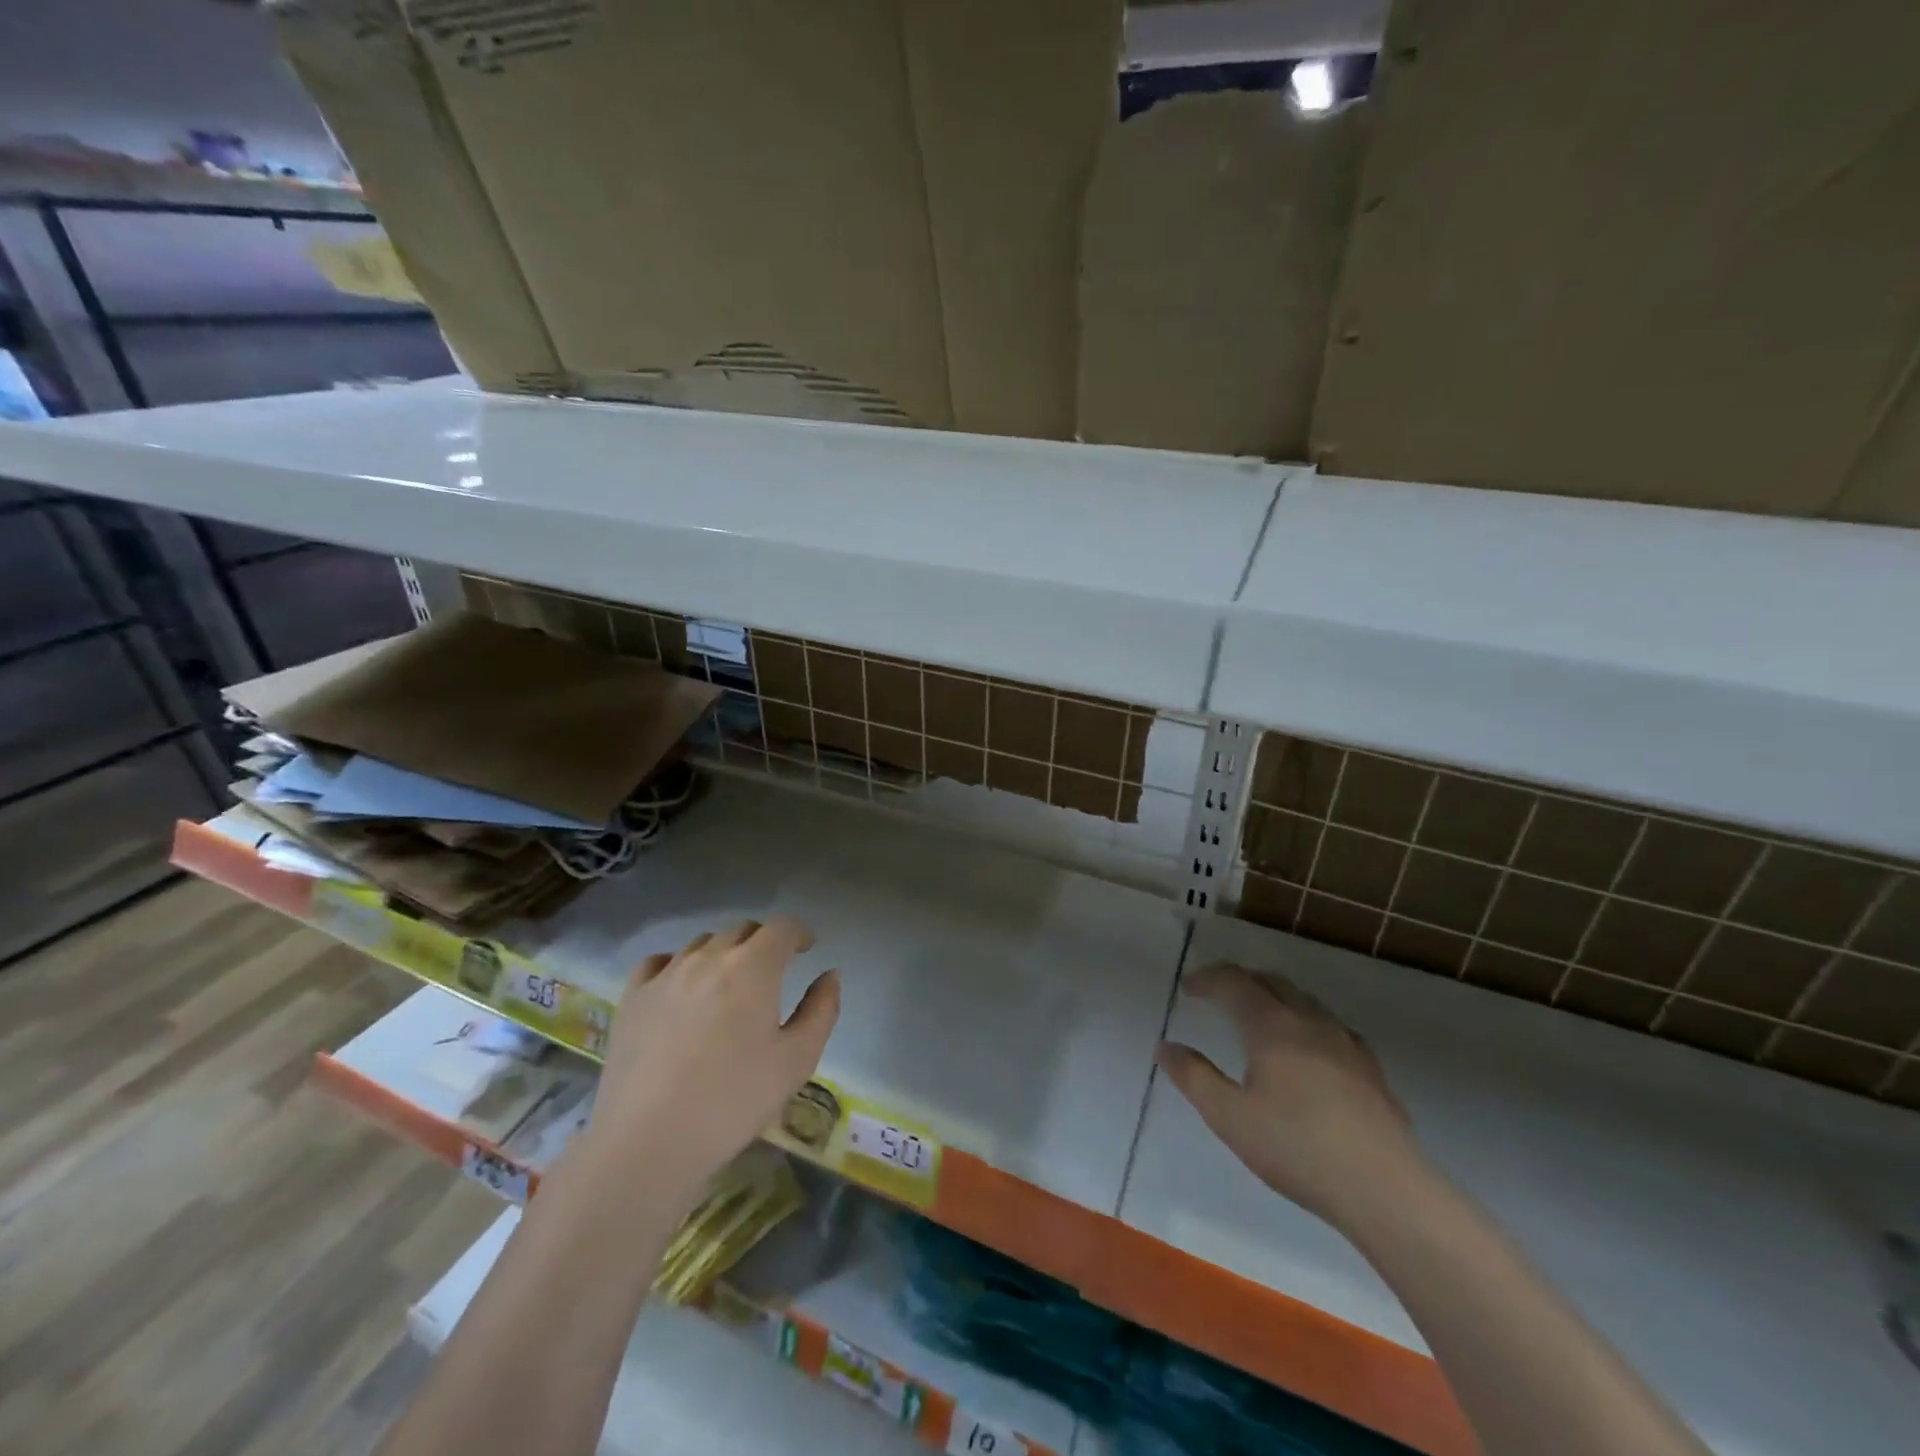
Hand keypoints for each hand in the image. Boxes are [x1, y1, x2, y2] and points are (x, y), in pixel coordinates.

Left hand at [580, 917, 839, 1202]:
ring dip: (723, 953)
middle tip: (772, 971)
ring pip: (702, 943)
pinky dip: (678, 965)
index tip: (806, 948)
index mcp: (753, 967)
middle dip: (763, 942)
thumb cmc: (733, 1101)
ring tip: (728, 985)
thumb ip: (821, 1010)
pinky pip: (659, 963)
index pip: (782, 927)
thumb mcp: (797, 1060)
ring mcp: (665, 975)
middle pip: (742, 930)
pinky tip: (682, 990)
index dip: (798, 932)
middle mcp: (708, 958)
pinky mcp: (632, 998)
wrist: (647, 1143)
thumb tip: (830, 975)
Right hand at [1156, 963, 1424, 1231]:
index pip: (1234, 982)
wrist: (1384, 1189)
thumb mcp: (1229, 1117)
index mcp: (1271, 1026)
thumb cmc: (1296, 1148)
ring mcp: (1346, 1043)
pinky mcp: (1371, 1069)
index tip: (1188, 989)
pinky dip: (1307, 1023)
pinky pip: (1332, 1026)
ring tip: (1260, 1019)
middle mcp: (1309, 1022)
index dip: (1207, 979)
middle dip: (1241, 981)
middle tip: (1219, 996)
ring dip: (1275, 998)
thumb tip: (1165, 1046)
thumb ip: (1194, 1077)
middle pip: (1271, 982)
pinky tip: (1309, 1052)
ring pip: (1305, 1001)